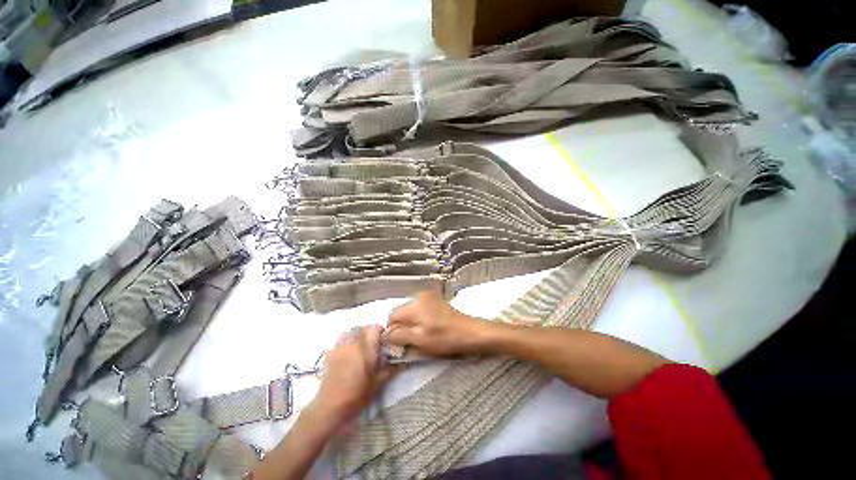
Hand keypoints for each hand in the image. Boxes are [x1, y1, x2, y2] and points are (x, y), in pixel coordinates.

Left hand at [314, 325, 395, 421]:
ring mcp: (339, 347)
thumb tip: (402, 362)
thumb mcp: (378, 382)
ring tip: (359, 346)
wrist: (331, 406)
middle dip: (368, 332)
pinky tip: (347, 353)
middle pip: (362, 328)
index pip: (374, 328)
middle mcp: (353, 343)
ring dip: (357, 334)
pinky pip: (340, 341)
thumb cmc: (358, 394)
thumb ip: (390, 368)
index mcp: (366, 348)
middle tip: (373, 343)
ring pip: (350, 332)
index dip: (379, 330)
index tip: (383, 338)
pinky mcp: (330, 353)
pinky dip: (345, 342)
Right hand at [387, 291, 487, 355]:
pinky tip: (430, 326)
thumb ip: (400, 336)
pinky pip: (420, 308)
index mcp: (414, 305)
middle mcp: (419, 296)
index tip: (400, 342)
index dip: (392, 330)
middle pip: (401, 311)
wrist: (470, 332)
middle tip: (411, 339)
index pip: (392, 315)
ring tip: (422, 333)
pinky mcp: (436, 299)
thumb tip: (387, 334)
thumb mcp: (420, 340)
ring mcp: (429, 296)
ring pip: (410, 310)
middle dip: (402, 325)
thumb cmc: (445, 338)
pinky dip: (420, 318)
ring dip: (411, 322)